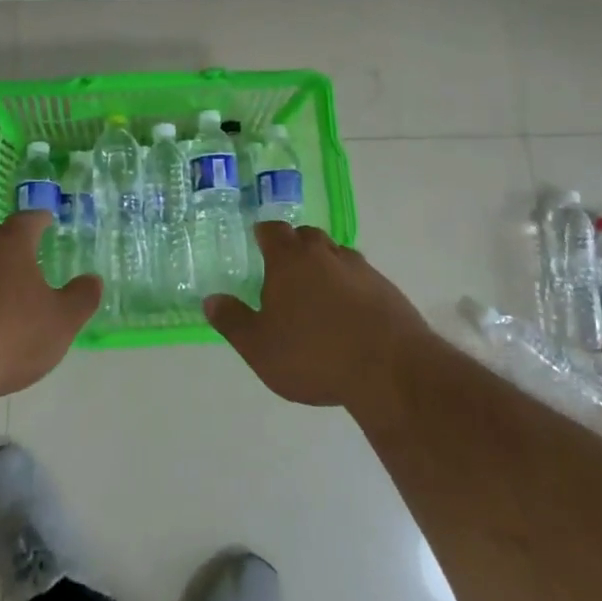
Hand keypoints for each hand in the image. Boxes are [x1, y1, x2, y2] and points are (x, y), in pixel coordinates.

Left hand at [0, 213, 100, 397]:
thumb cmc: (13, 335)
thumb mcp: (62, 321)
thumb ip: (81, 297)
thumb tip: (93, 280)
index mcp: (10, 246)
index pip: (27, 220)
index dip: (40, 219)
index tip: (47, 220)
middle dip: (11, 246)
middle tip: (27, 258)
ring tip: (2, 298)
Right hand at [204, 223, 428, 412]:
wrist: (390, 369)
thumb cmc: (313, 355)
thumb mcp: (259, 347)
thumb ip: (233, 321)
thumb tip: (211, 299)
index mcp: (290, 260)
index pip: (273, 230)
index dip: (263, 234)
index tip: (258, 241)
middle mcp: (325, 254)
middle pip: (307, 236)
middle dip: (294, 245)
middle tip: (283, 268)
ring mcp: (360, 269)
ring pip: (335, 254)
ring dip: (323, 265)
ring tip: (315, 292)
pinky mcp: (386, 289)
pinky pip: (360, 277)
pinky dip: (349, 286)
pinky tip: (346, 313)